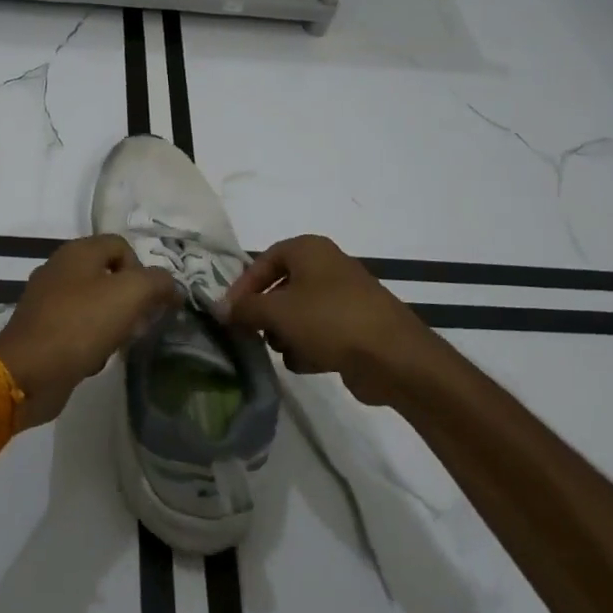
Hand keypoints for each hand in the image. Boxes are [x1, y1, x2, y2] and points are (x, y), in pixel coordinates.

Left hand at [0, 235, 180, 429]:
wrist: (27, 372)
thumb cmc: (80, 325)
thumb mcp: (131, 295)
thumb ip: (158, 282)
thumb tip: (171, 287)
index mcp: (77, 252)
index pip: (122, 246)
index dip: (143, 269)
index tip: (150, 300)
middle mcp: (60, 269)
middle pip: (109, 275)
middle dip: (131, 300)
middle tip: (140, 324)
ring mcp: (47, 300)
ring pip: (95, 304)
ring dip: (114, 323)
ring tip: (119, 344)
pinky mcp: (42, 330)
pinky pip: (78, 328)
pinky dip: (92, 341)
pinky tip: (96, 359)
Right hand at [218, 235, 444, 405]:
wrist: (393, 357)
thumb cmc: (329, 320)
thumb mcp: (277, 311)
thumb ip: (244, 308)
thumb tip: (219, 308)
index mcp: (309, 249)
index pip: (264, 260)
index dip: (243, 286)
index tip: (229, 313)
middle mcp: (327, 266)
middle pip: (281, 288)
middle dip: (266, 314)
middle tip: (253, 335)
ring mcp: (344, 297)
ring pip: (299, 313)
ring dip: (286, 334)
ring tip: (285, 351)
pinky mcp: (355, 327)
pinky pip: (320, 333)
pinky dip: (309, 347)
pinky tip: (308, 363)